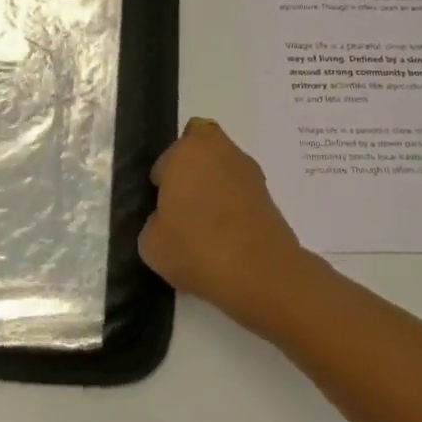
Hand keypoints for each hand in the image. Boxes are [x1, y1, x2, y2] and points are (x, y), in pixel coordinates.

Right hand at [139, 118, 312, 317]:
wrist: (259, 273)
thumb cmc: (195, 247)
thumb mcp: (151, 243)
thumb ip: (155, 222)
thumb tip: (167, 220)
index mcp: (187, 151)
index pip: (168, 156)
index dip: (164, 179)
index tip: (163, 206)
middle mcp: (220, 150)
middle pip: (202, 148)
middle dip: (192, 169)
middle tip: (184, 205)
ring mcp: (249, 171)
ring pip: (224, 168)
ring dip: (216, 186)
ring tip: (206, 227)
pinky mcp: (270, 195)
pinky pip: (242, 192)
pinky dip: (234, 206)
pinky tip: (227, 238)